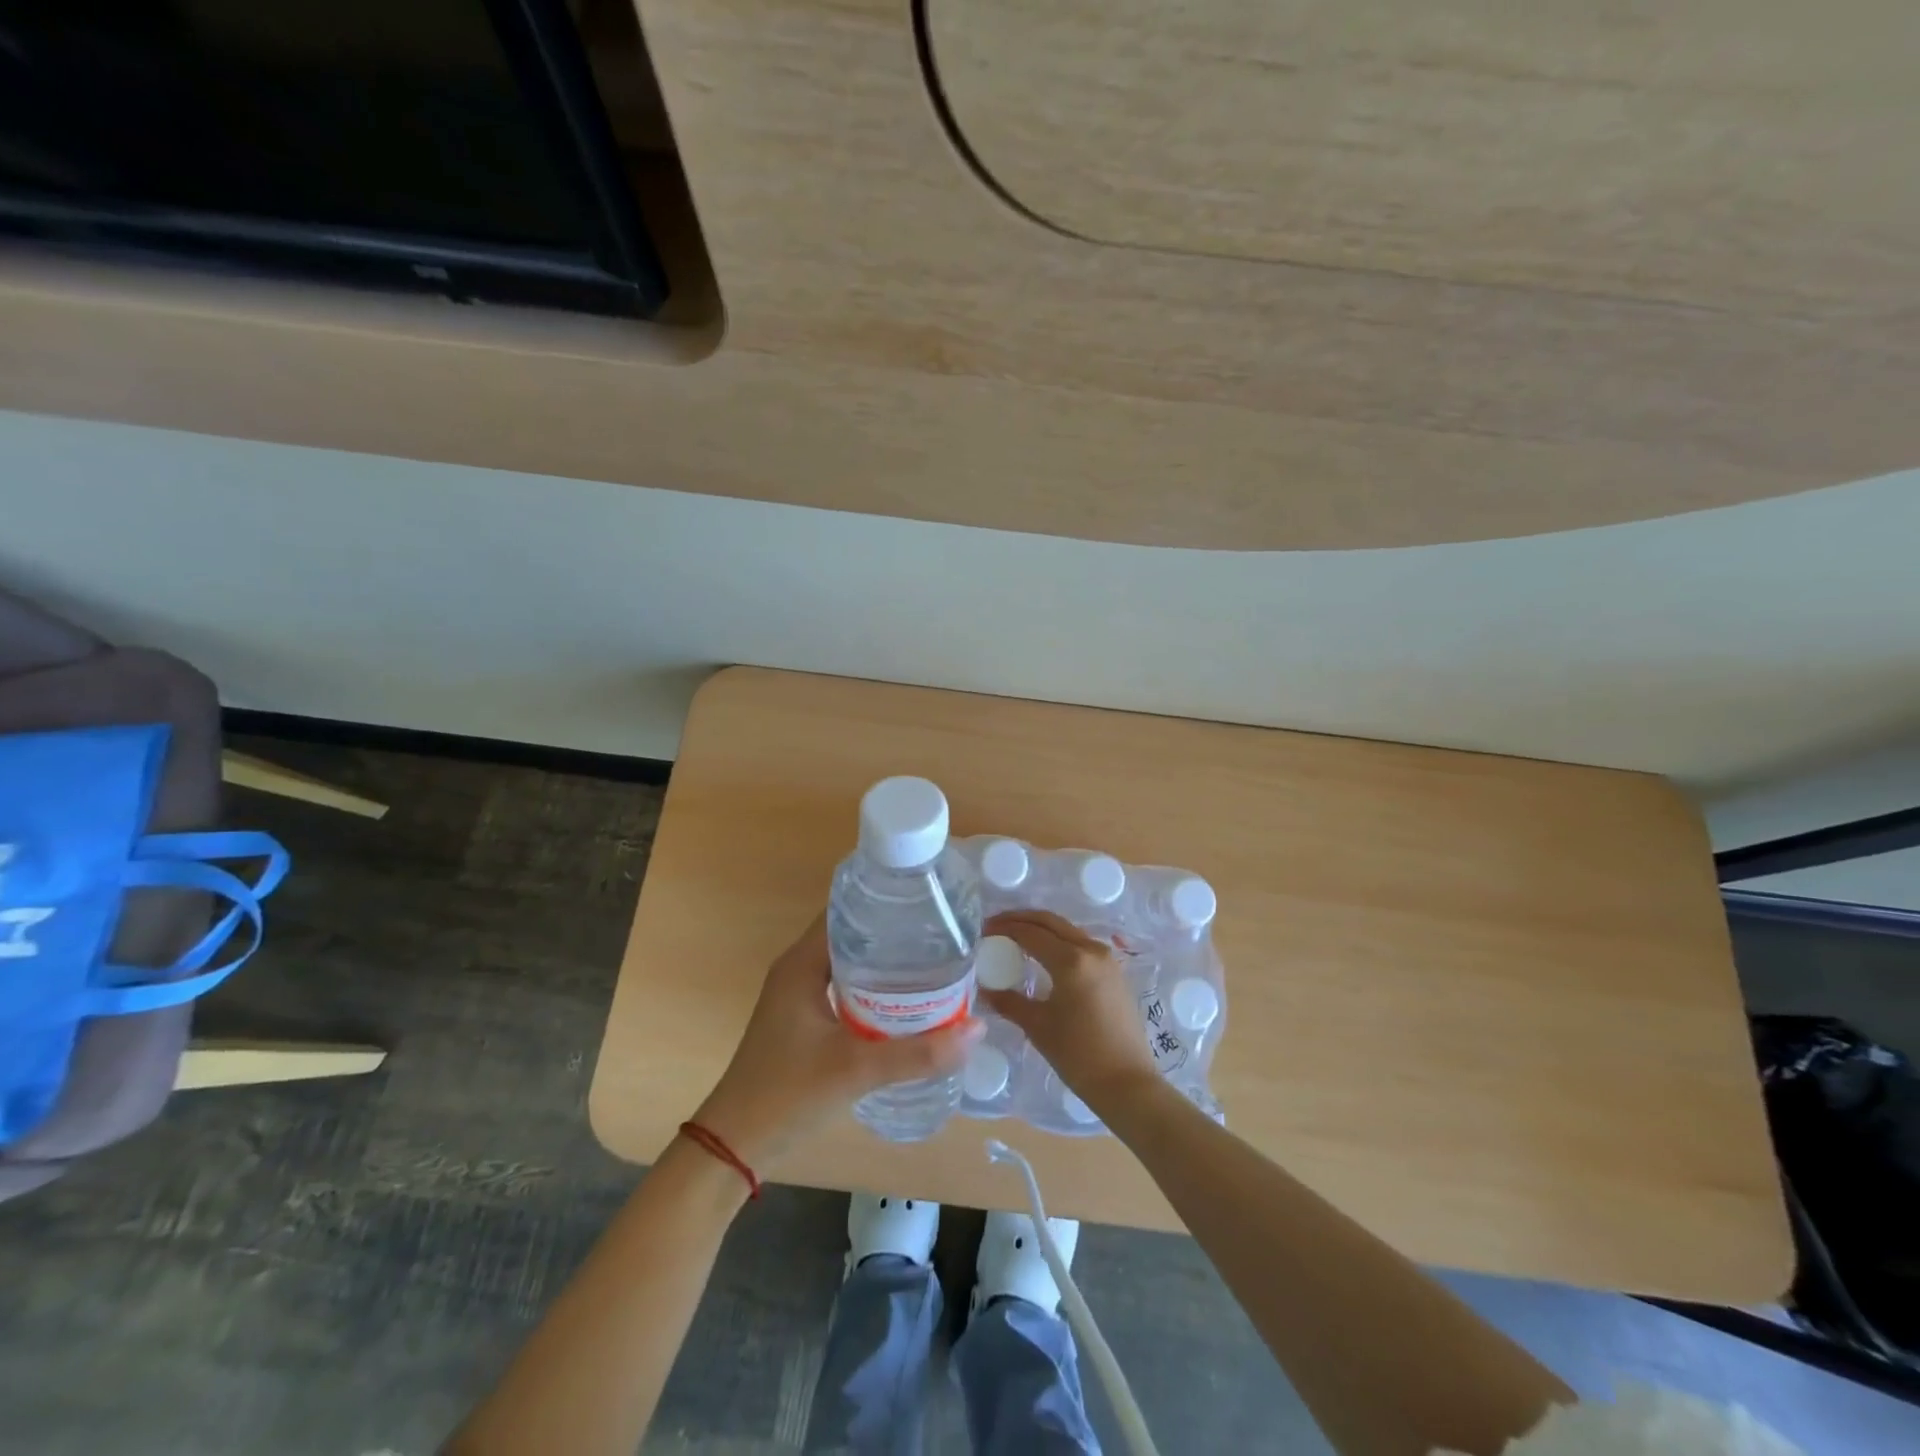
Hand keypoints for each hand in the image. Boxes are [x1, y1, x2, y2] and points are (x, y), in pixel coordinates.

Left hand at [693, 915, 984, 1169]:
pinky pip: (845, 988)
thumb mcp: (857, 1070)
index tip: (927, 904)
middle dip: (894, 935)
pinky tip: (905, 1004)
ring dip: (885, 964)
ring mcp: (799, 995)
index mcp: (802, 963)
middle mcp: (798, 969)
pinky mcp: (803, 1020)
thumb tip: (976, 1030)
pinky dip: (873, 989)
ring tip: (933, 963)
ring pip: (850, 964)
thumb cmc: (788, 1094)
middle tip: (941, 935)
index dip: (884, 903)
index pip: (845, 912)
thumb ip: (917, 1053)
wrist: (736, 1146)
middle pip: (852, 935)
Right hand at [977, 910, 1160, 1114]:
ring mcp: (1107, 959)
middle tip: (996, 925)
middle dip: (1021, 919)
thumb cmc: (1079, 1055)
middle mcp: (1091, 950)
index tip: (983, 930)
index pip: (1030, 933)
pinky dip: (1058, 941)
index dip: (1004, 928)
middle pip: (1050, 922)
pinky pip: (1080, 944)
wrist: (1127, 1083)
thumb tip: (984, 989)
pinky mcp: (1114, 972)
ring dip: (1041, 928)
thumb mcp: (1037, 1026)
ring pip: (1067, 930)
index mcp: (1071, 960)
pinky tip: (1043, 954)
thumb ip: (1009, 1001)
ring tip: (1016, 937)